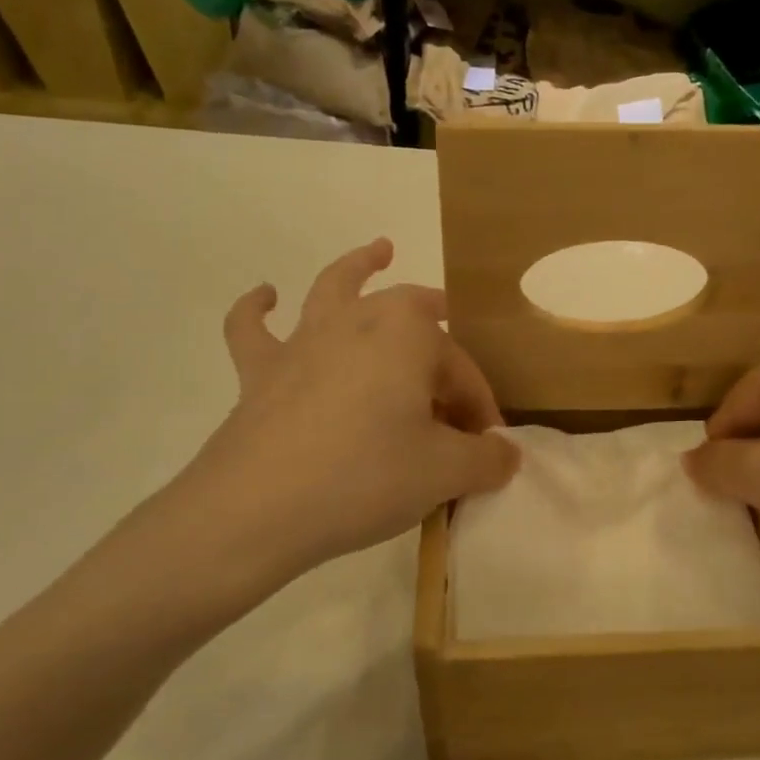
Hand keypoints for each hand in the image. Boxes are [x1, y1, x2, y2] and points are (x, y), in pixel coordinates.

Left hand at [114, 240, 518, 624]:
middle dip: (441, 344)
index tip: (486, 448)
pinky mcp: (259, 371)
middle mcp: (357, 320)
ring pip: (336, 288)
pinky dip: (257, 308)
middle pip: (412, 320)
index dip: (479, 407)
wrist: (257, 509)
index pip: (460, 368)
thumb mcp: (445, 473)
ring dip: (360, 267)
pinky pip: (253, 328)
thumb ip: (487, 460)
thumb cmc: (365, 477)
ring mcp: (303, 340)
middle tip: (457, 374)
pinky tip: (265, 296)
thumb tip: (506, 455)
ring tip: (379, 250)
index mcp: (408, 332)